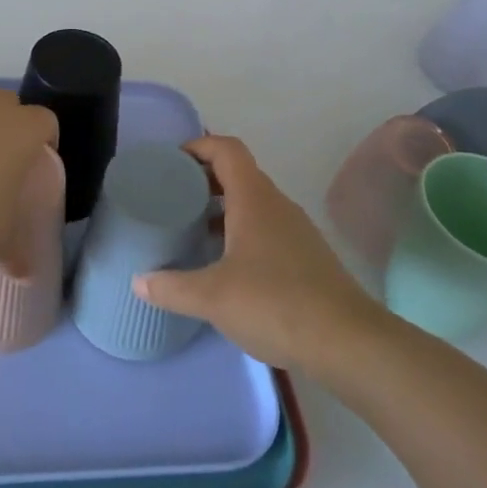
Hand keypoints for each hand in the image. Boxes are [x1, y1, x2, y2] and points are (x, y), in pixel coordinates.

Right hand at [136, 134, 383, 372]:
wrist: (348, 342)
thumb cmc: (275, 303)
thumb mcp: (213, 297)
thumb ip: (172, 287)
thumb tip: (138, 282)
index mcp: (254, 198)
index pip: (226, 149)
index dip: (198, 146)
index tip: (171, 162)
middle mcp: (276, 205)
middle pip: (238, 174)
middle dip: (204, 179)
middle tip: (172, 196)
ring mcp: (295, 230)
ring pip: (253, 203)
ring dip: (223, 208)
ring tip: (192, 229)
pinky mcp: (306, 257)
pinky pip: (266, 229)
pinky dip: (241, 232)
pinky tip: (226, 265)